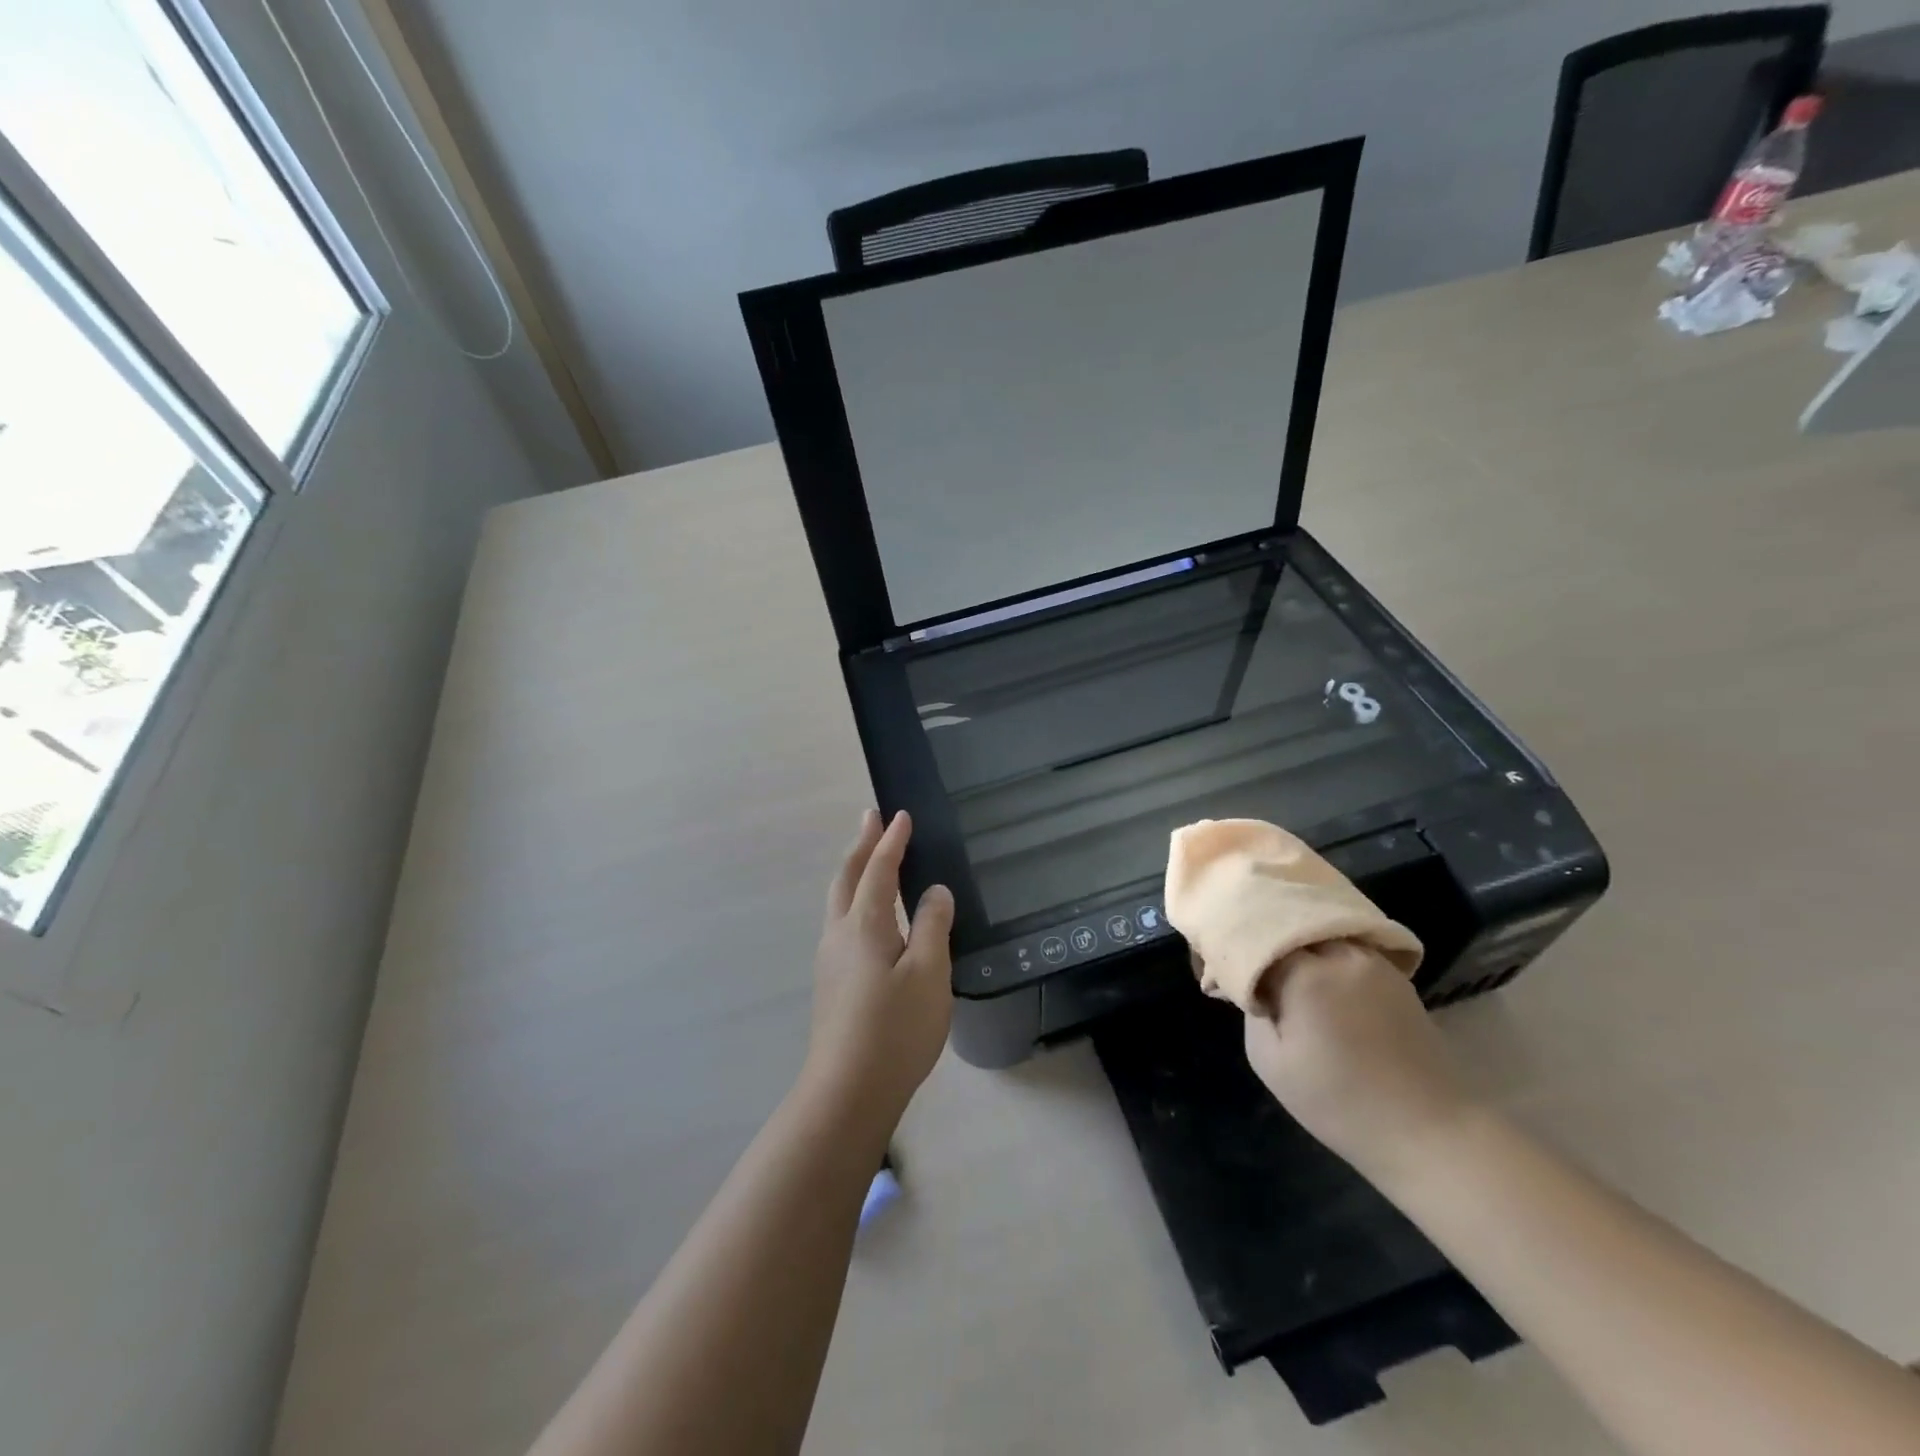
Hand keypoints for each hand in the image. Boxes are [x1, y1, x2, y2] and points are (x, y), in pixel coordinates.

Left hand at [804, 810, 953, 1123]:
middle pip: (847, 877)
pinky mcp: (831, 982)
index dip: (891, 841)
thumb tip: (934, 892)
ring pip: (839, 900)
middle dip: (861, 845)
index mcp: (864, 924)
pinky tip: (869, 916)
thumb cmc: (895, 1028)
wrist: (847, 1091)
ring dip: (854, 871)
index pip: (879, 869)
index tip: (900, 815)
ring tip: (869, 857)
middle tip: (871, 818)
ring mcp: (830, 959)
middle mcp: (840, 933)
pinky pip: (842, 921)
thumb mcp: (929, 973)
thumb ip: (932, 925)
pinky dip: (855, 898)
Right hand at [1237, 941, 1478, 1182]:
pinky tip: (1308, 971)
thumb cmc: (1339, 1102)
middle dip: (1257, 932)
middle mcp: (1339, 951)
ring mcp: (1371, 959)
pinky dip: (1318, 949)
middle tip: (1237, 957)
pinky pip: (1342, 944)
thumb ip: (1252, 1007)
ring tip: (1271, 962)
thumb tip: (1252, 982)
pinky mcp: (1393, 973)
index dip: (1227, 945)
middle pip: (1285, 919)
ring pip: (1315, 928)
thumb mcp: (1269, 1060)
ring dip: (1290, 939)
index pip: (1251, 933)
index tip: (1209, 964)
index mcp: (1305, 970)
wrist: (1431, 1132)